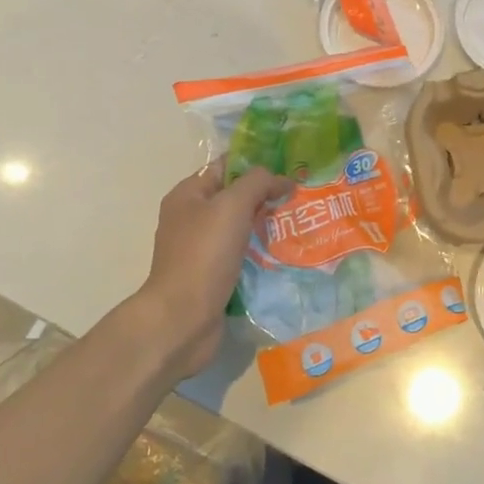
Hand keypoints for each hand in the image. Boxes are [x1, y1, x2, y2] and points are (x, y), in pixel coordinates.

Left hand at [131, 163, 291, 379]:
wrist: (182, 319)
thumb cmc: (204, 255)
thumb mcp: (232, 205)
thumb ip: (258, 183)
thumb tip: (282, 179)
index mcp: (187, 195)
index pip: (225, 166)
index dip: (256, 164)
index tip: (290, 168)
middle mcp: (191, 218)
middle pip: (234, 197)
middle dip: (266, 196)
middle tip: (301, 196)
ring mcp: (200, 250)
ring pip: (240, 228)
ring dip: (266, 226)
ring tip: (299, 224)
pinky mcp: (212, 276)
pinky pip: (241, 255)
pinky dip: (261, 253)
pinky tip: (285, 254)